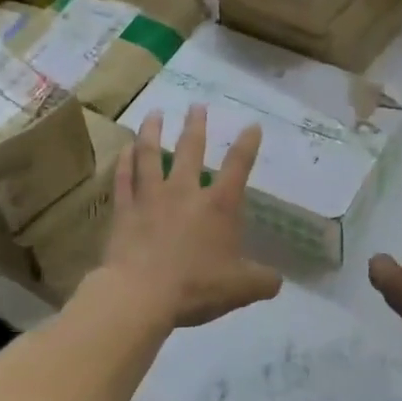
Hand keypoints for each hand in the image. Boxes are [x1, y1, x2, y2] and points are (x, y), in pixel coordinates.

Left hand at [103, 106, 282, 328]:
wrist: (141, 295)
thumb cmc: (196, 287)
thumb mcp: (241, 288)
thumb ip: (263, 281)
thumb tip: (277, 280)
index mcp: (218, 205)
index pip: (238, 167)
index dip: (247, 145)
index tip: (252, 126)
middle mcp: (185, 192)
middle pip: (191, 150)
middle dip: (195, 126)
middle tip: (195, 105)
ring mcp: (151, 198)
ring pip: (150, 155)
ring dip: (153, 132)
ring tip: (154, 113)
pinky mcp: (124, 211)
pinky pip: (124, 179)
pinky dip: (124, 161)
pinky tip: (125, 148)